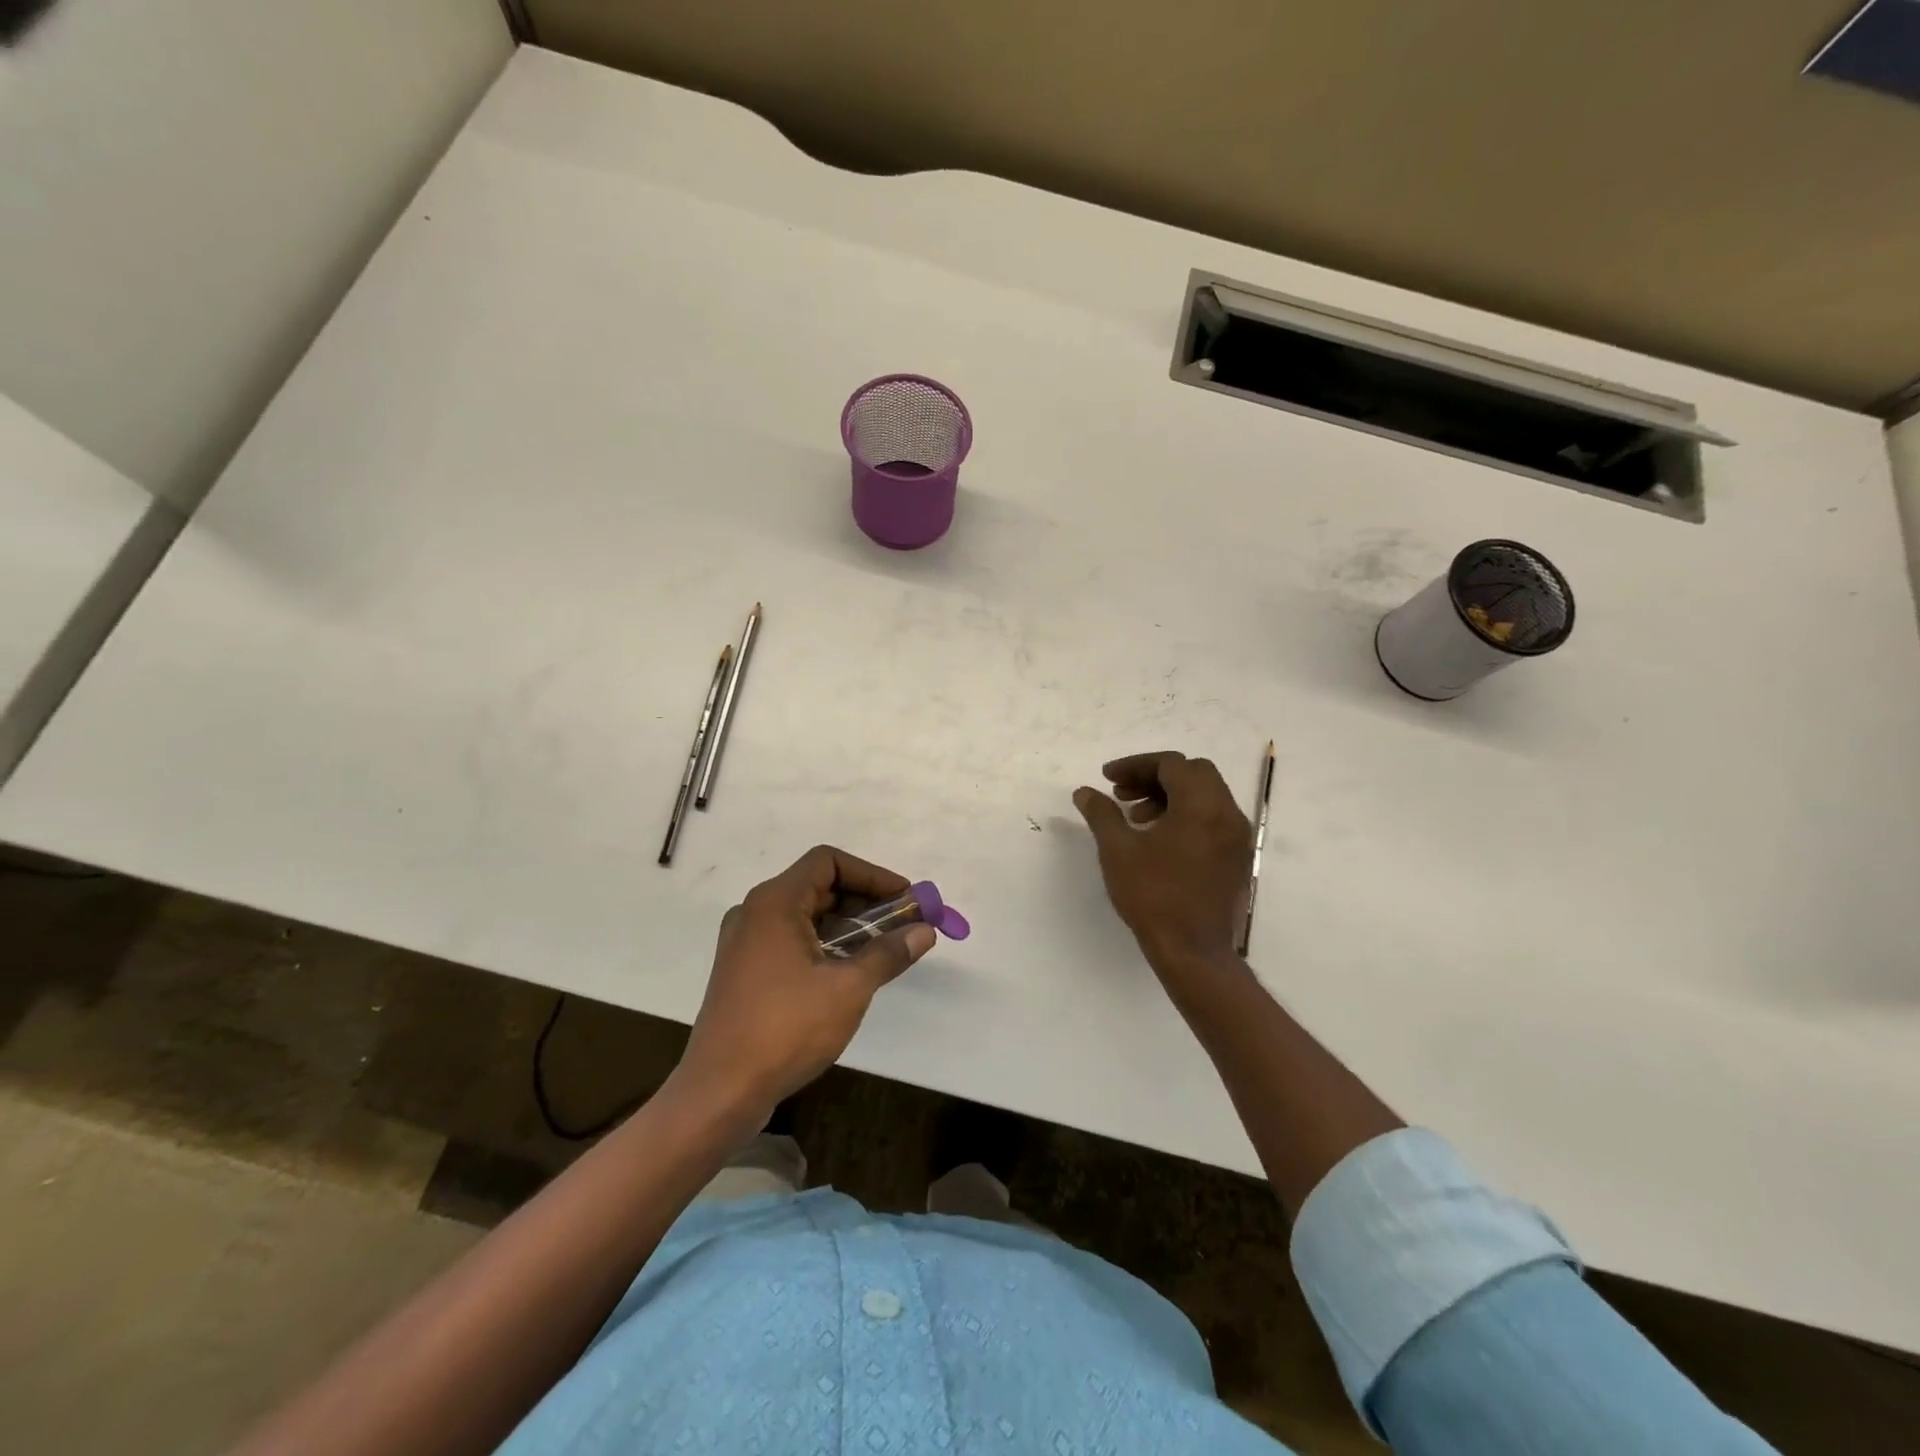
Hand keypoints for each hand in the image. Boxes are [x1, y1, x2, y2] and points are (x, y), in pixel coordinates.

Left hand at [674, 845, 935, 1121]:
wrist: (720, 1092)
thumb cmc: (785, 1029)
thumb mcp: (848, 988)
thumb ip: (888, 953)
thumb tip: (925, 931)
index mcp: (775, 903)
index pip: (828, 862)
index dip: (871, 874)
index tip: (905, 898)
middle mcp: (755, 912)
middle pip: (818, 886)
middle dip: (865, 900)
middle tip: (904, 923)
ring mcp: (746, 942)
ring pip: (806, 915)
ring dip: (847, 924)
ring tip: (884, 947)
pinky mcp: (744, 970)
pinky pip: (792, 939)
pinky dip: (825, 943)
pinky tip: (850, 970)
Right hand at [1074, 751, 1252, 973]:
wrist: (1193, 951)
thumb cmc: (1153, 896)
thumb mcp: (1117, 851)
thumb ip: (1101, 813)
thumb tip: (1084, 792)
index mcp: (1201, 805)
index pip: (1171, 764)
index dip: (1135, 766)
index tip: (1107, 779)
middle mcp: (1228, 813)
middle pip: (1193, 773)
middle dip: (1154, 777)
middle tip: (1123, 795)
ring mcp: (1237, 836)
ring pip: (1205, 795)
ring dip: (1170, 796)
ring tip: (1136, 819)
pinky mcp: (1238, 857)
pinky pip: (1214, 819)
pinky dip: (1187, 815)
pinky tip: (1159, 840)